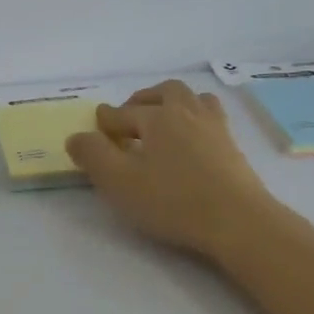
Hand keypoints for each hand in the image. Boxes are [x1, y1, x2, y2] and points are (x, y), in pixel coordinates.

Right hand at [66, 79, 281, 260]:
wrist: (237, 220)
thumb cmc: (172, 201)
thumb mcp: (120, 182)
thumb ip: (93, 156)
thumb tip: (76, 137)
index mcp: (158, 117)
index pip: (124, 113)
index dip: (106, 120)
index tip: (97, 125)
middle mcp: (187, 113)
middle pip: (165, 92)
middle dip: (143, 99)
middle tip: (130, 114)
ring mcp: (215, 128)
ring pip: (193, 99)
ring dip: (174, 102)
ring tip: (163, 119)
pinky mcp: (233, 147)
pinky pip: (212, 118)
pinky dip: (195, 118)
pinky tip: (192, 138)